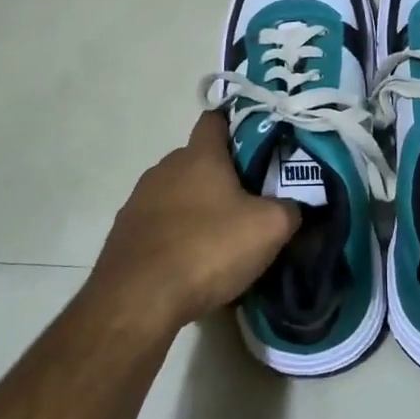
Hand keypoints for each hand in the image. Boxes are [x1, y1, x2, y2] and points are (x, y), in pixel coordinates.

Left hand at [89, 110, 299, 335]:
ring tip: (222, 237)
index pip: (216, 119)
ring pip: (178, 192)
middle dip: (223, 174)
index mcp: (199, 155)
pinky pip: (161, 224)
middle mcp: (165, 168)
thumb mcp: (269, 228)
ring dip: (199, 207)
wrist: (138, 300)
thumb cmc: (208, 248)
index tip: (259, 141)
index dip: (237, 124)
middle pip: (199, 159)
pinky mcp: (125, 233)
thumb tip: (294, 205)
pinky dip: (177, 234)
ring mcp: (140, 200)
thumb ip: (290, 208)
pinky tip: (193, 262)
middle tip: (251, 199)